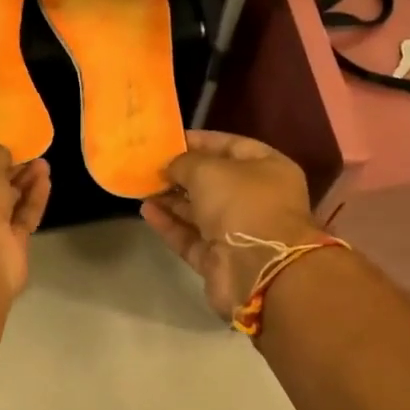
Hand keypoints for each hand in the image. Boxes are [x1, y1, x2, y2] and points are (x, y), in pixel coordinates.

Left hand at [0, 145, 52, 296]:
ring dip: (24, 184)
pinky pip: (21, 219)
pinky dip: (33, 200)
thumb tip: (0, 157)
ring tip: (43, 164)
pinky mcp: (6, 248)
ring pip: (5, 205)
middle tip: (29, 156)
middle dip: (7, 172)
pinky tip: (46, 181)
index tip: (1, 151)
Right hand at [141, 130, 322, 318]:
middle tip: (149, 165)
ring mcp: (237, 231)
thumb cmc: (241, 204)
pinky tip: (145, 210)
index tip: (168, 140)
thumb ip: (184, 163)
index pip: (232, 146)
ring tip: (141, 186)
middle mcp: (256, 199)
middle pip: (214, 181)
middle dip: (181, 173)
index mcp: (267, 169)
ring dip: (171, 199)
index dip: (201, 141)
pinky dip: (169, 224)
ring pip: (199, 211)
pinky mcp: (218, 259)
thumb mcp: (209, 170)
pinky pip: (190, 237)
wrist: (258, 269)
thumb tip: (169, 167)